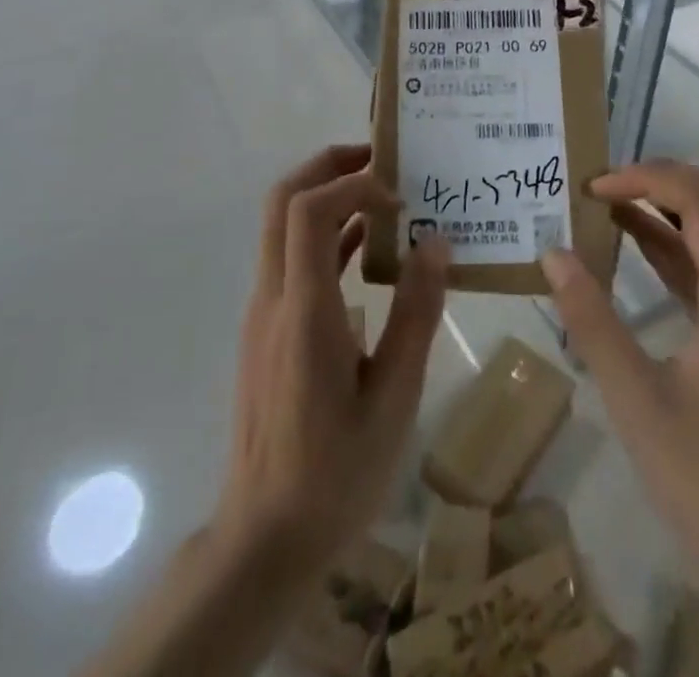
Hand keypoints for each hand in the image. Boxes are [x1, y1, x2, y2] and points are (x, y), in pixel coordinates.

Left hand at [216, 145, 450, 573]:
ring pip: (282, 227)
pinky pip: (291, 260)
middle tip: (382, 158)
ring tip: (385, 197)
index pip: (309, 210)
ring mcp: (263, 313)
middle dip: (328, 165)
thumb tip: (435, 242)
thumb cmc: (336, 473)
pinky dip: (325, 237)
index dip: (353, 184)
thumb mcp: (395, 397)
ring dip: (327, 197)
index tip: (399, 198)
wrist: (264, 540)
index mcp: (305, 311)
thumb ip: (415, 313)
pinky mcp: (267, 330)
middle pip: (282, 200)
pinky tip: (369, 253)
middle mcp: (273, 298)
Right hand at [540, 163, 698, 634]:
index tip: (593, 188)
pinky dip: (673, 243)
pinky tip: (632, 247)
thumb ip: (592, 322)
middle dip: (662, 178)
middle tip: (604, 185)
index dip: (648, 179)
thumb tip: (552, 253)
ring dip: (669, 206)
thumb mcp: (637, 403)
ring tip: (609, 203)